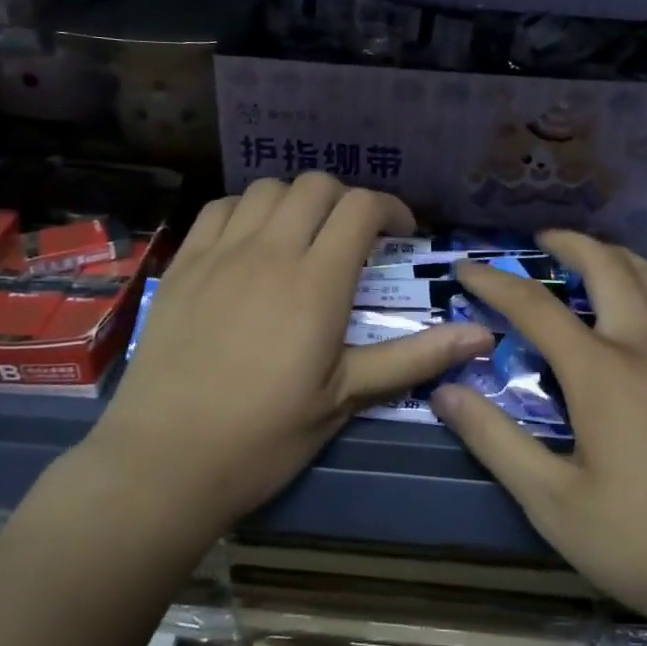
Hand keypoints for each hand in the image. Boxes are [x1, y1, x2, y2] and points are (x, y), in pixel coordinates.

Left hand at [91, 174, 493, 541]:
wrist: (164, 460)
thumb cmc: (264, 436)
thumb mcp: (346, 398)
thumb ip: (414, 357)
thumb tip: (482, 334)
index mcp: (316, 283)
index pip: (361, 209)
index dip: (390, 209)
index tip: (402, 234)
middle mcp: (270, 251)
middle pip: (315, 185)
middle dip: (346, 199)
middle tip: (355, 236)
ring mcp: (220, 253)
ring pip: (267, 188)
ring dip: (297, 200)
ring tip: (303, 235)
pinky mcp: (183, 264)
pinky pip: (220, 208)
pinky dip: (247, 209)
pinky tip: (251, 241)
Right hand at [430, 231, 646, 641]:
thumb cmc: (646, 543)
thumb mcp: (554, 503)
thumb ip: (496, 442)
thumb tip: (446, 392)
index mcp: (602, 373)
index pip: (535, 307)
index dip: (495, 282)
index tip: (466, 268)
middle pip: (608, 267)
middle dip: (570, 244)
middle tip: (541, 241)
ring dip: (616, 255)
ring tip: (591, 257)